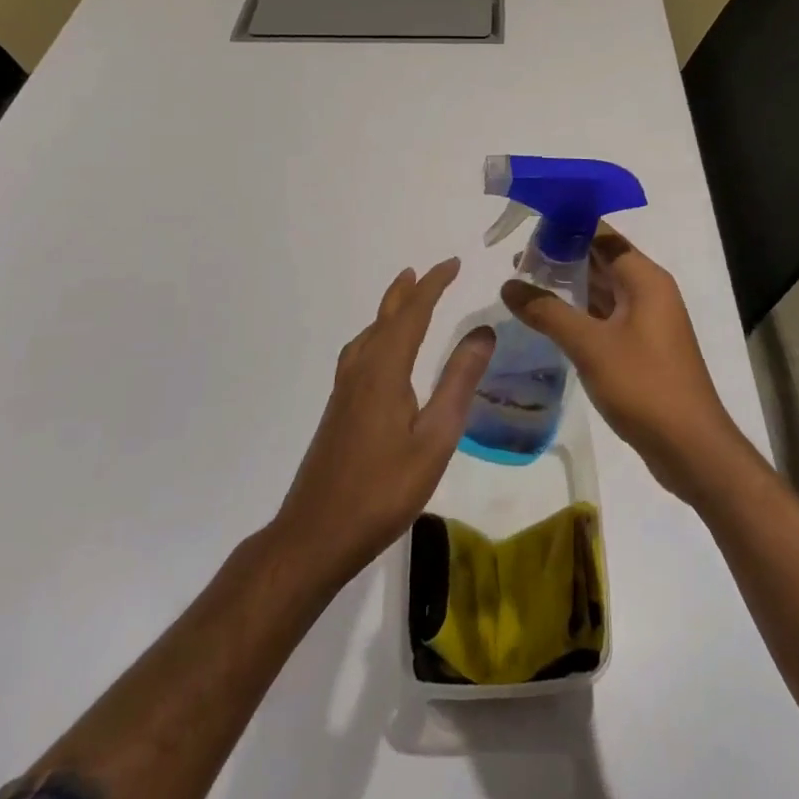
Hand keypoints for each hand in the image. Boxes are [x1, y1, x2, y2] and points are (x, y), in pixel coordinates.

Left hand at [274, 258, 494, 583]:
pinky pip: (360, 353)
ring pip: (369, 334)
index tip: (453, 263)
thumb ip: (458, 381)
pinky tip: (380, 354)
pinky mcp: (338, 410)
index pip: (413, 312)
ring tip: (404, 300)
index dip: (433, 285)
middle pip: (385, 317)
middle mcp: (361, 369)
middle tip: (424, 271)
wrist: (316, 535)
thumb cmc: (383, 489)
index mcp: (385, 369)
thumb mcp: (435, 438)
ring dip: (389, 311)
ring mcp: (344, 390)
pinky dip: (377, 335)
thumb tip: (483, 331)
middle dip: (408, 291)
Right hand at [502, 229, 746, 501]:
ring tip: (524, 284)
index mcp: (645, 278)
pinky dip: (579, 313)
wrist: (691, 448)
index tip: (529, 227)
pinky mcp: (641, 347)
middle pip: (601, 259)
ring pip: (602, 289)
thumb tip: (509, 284)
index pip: (603, 235)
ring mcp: (646, 321)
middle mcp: (648, 291)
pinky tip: (548, 320)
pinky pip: (605, 316)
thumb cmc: (644, 385)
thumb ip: (548, 312)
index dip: (567, 226)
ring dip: (568, 285)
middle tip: (517, 259)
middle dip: (562, 256)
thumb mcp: (590, 346)